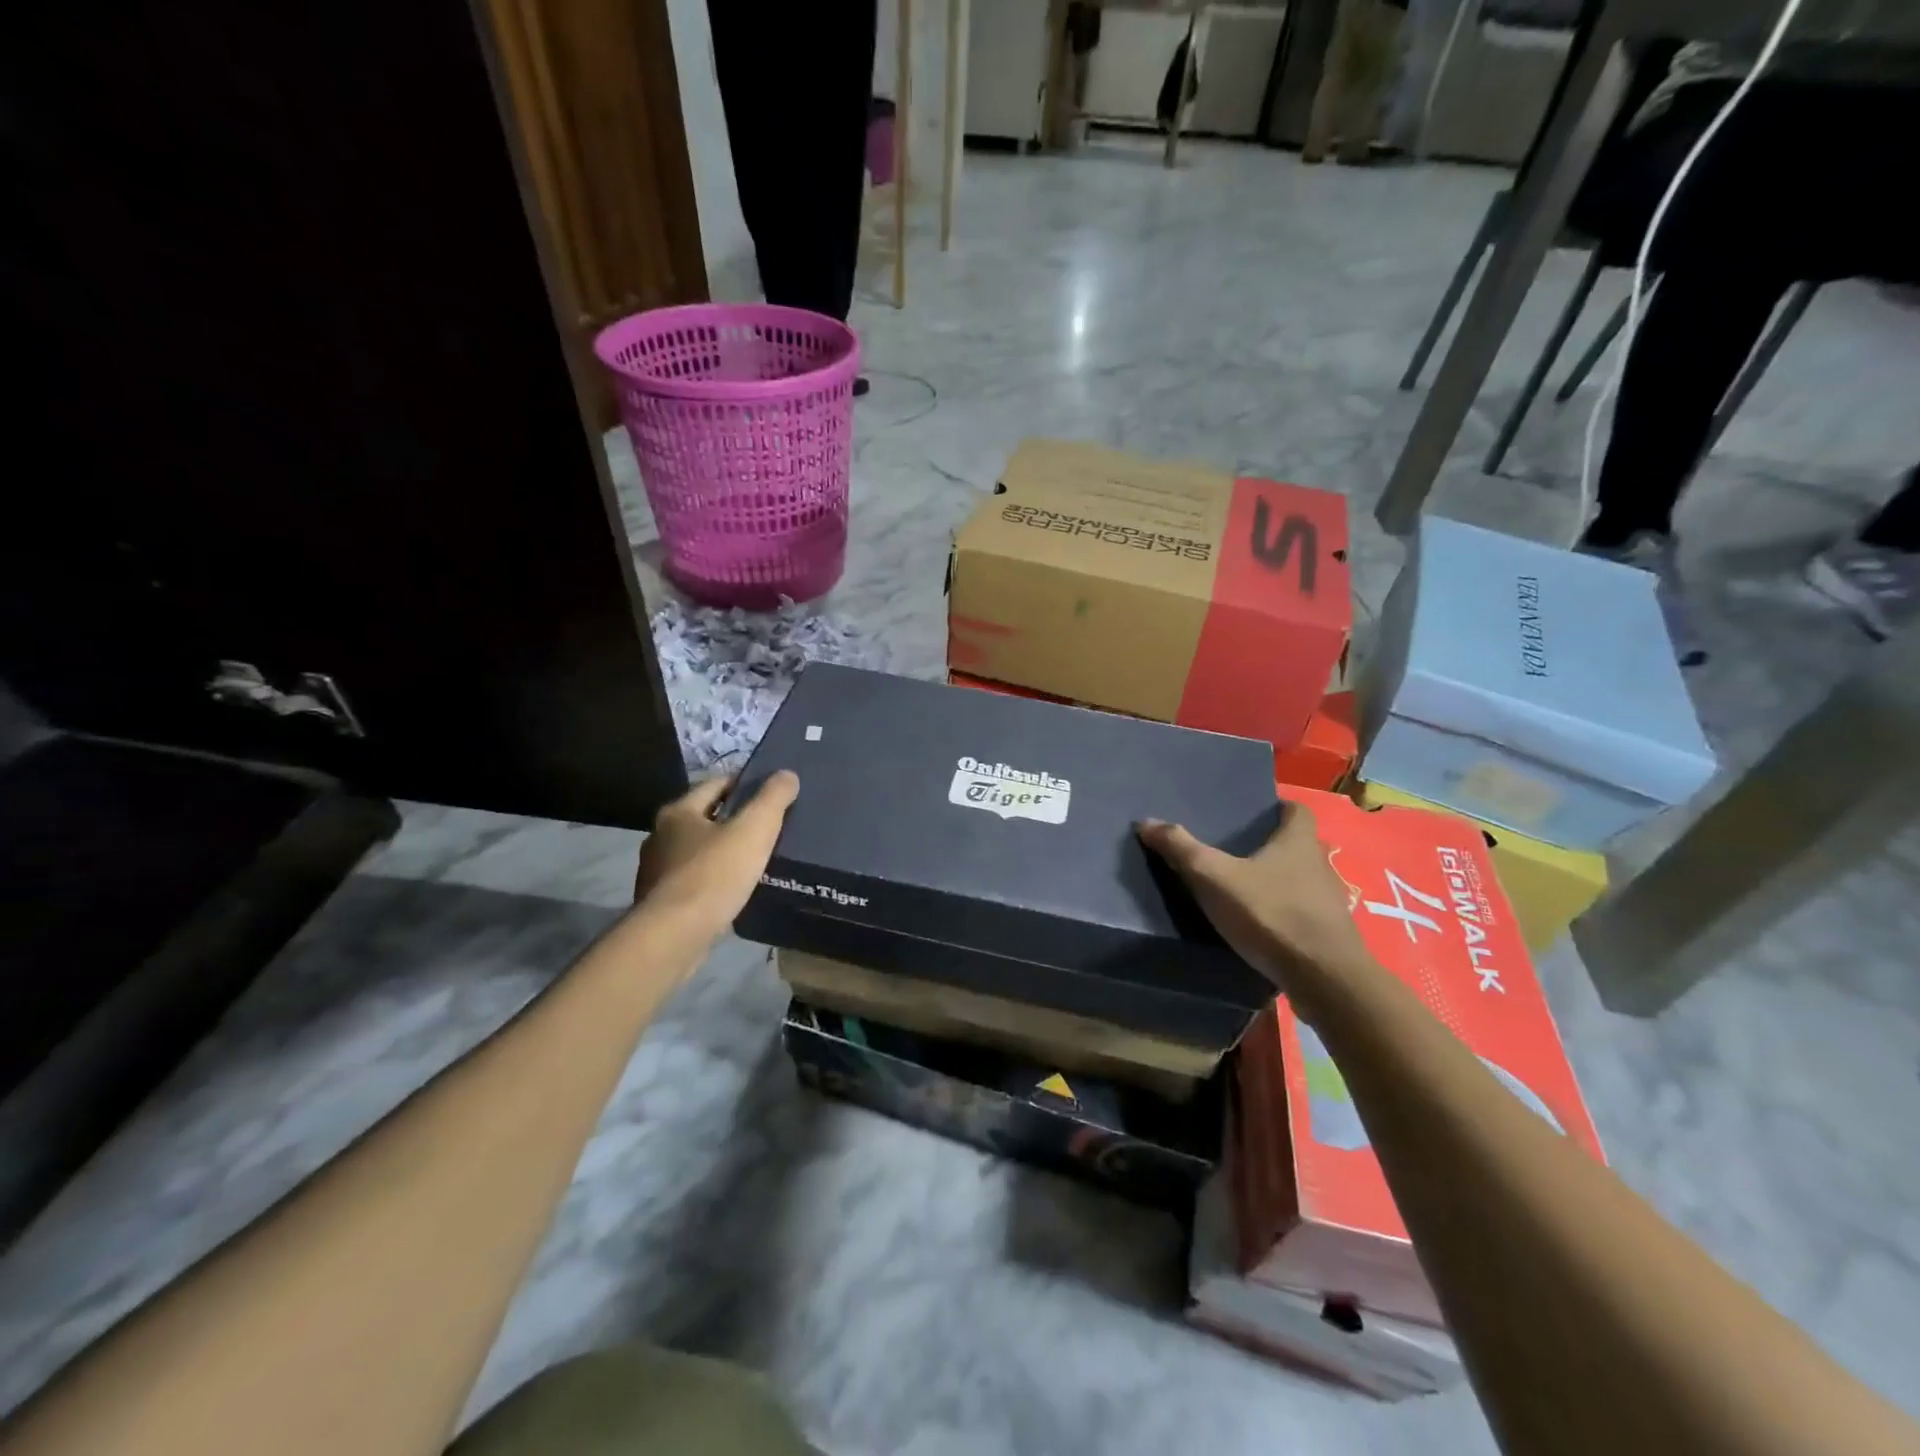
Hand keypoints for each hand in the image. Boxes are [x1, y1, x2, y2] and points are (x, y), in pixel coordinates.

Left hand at [635, 772, 798, 932]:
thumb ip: (772, 799)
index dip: (746, 784)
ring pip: (698, 852)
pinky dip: (713, 881)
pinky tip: (733, 892)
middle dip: (734, 820)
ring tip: (755, 862)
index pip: (717, 784)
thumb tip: (786, 774)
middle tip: (768, 829)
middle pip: (705, 817)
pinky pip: (693, 881)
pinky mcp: (659, 902)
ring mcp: (656, 871)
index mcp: (678, 811)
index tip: (772, 794)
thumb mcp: (754, 830)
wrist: (673, 936)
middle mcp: (660, 836)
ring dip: (722, 853)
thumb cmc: (714, 875)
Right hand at [1138, 802, 1371, 994]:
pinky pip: (1302, 913)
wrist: (1324, 979)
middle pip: (1297, 845)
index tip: (1251, 814)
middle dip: (1270, 846)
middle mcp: (1320, 865)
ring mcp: (1329, 902)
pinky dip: (1283, 913)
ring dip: (1276, 882)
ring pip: (1300, 881)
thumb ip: (1181, 849)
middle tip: (1233, 851)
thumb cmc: (1271, 914)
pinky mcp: (1329, 935)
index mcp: (1298, 842)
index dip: (1276, 808)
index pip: (1297, 810)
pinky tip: (1259, 926)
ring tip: (1241, 890)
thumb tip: (1146, 821)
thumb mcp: (1215, 878)